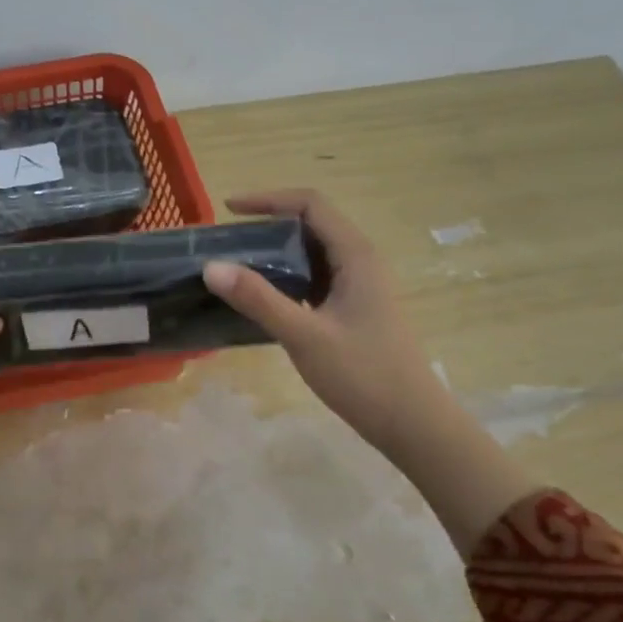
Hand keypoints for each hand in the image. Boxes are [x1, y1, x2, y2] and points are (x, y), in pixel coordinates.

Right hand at [201, 189, 440, 453]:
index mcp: (356, 255)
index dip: (269, 199)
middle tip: (227, 242)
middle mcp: (361, 261)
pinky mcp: (355, 309)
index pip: (310, 205)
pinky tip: (263, 299)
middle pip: (312, 224)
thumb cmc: (363, 374)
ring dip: (277, 253)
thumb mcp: (304, 335)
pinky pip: (316, 278)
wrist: (411, 422)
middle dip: (269, 225)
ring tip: (237, 266)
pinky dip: (287, 277)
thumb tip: (211, 266)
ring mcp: (360, 286)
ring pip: (313, 253)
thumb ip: (258, 299)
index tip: (228, 210)